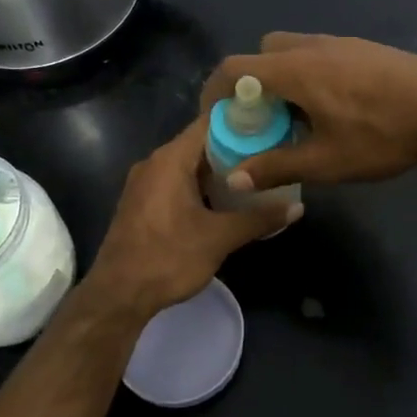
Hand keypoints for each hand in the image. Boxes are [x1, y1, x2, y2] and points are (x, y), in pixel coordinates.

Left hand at [82, 115, 300, 322]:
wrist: (118, 295)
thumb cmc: (168, 258)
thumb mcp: (219, 238)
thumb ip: (259, 218)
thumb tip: (298, 207)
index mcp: (171, 159)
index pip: (210, 122)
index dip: (242, 120)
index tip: (271, 123)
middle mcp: (155, 162)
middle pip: (200, 142)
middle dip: (235, 147)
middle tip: (271, 152)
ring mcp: (145, 182)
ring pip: (189, 164)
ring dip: (219, 170)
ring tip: (255, 175)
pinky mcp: (142, 202)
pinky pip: (176, 181)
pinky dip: (201, 185)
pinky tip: (225, 200)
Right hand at [199, 33, 416, 191]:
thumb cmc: (381, 134)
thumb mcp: (325, 161)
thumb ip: (276, 166)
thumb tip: (236, 177)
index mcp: (293, 70)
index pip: (234, 68)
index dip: (215, 92)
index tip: (217, 119)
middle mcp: (311, 47)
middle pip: (262, 53)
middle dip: (252, 83)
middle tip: (261, 118)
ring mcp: (340, 43)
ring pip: (293, 51)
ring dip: (283, 79)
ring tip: (298, 117)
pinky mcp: (364, 48)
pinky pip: (319, 54)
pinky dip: (309, 75)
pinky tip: (334, 108)